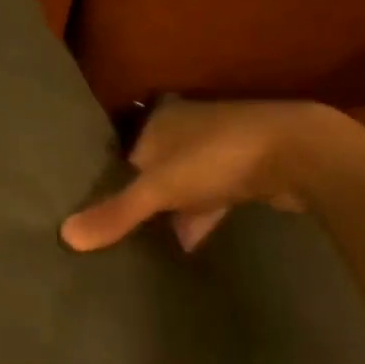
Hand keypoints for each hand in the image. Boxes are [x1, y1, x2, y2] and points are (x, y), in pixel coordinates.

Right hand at [62, 98, 336, 253]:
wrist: (300, 153)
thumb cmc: (217, 158)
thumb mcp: (160, 188)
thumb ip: (116, 213)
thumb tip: (64, 236)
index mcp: (159, 118)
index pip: (123, 151)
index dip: (112, 181)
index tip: (97, 211)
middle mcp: (186, 126)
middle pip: (154, 167)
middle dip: (143, 198)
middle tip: (121, 231)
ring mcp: (220, 147)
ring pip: (185, 182)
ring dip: (173, 210)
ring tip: (150, 245)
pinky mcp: (249, 170)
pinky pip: (212, 195)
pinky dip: (200, 216)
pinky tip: (189, 243)